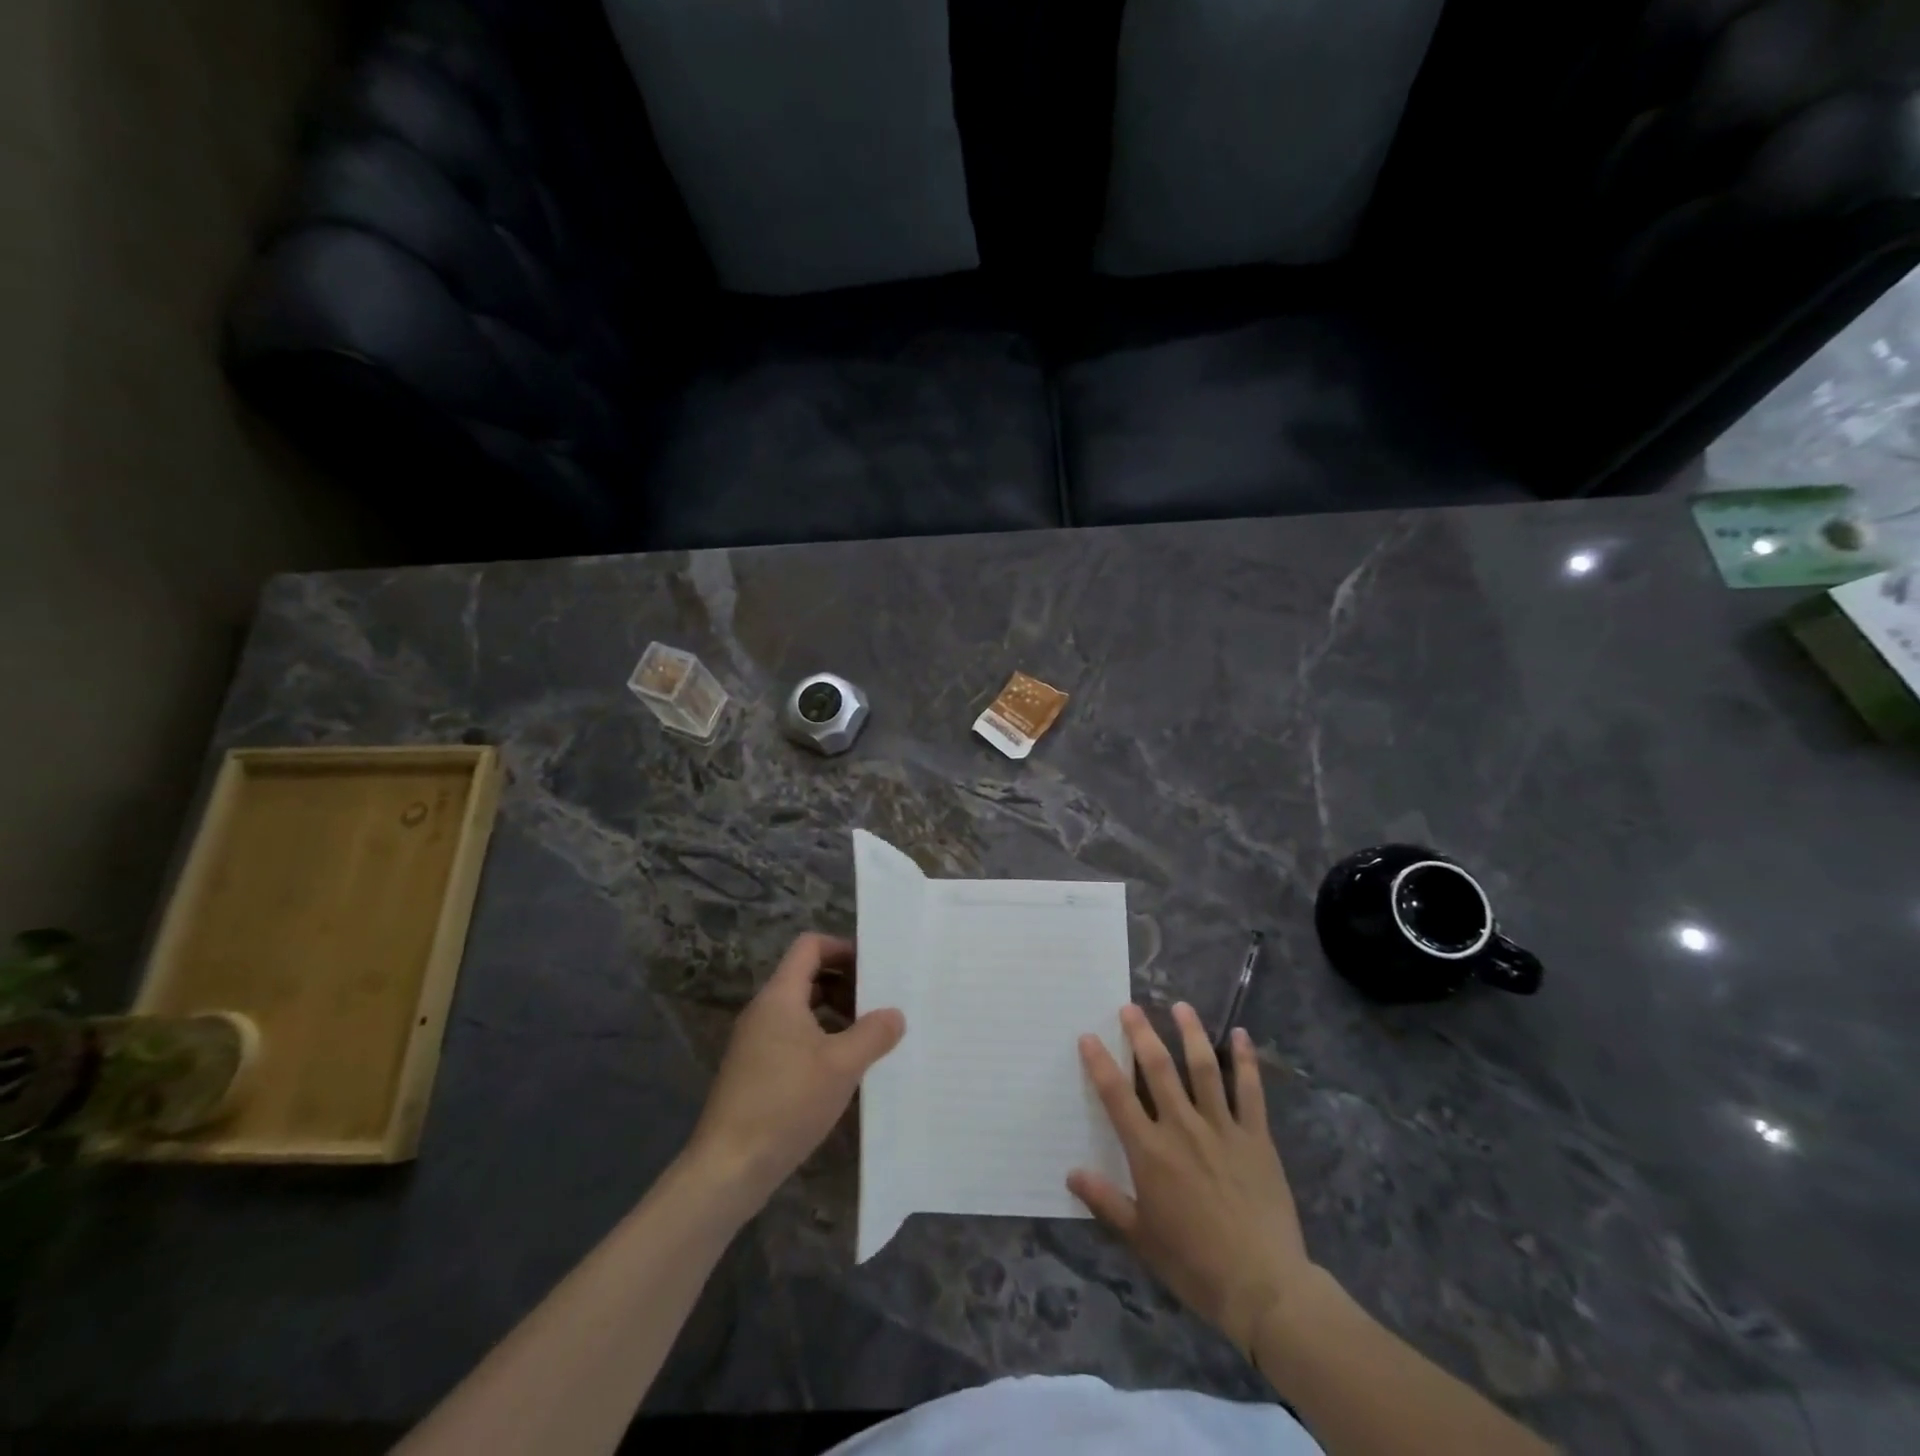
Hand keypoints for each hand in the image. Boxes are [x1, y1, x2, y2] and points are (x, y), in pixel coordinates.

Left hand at [688, 933, 905, 1207]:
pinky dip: (820, 1039)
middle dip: (845, 983)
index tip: (874, 968)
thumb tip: (895, 1014)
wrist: (729, 1168)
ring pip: (801, 1009)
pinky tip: (843, 1069)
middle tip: (879, 1003)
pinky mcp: (754, 1071)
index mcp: (780, 997)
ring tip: (868, 1036)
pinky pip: (792, 1037)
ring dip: (835, 1014)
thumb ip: (873, 1034)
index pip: (810, 946)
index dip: (842, 948)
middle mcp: (764, 1011)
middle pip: (807, 976)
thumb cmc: (786, 1103)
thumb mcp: (842, 1066)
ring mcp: (756, 1042)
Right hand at [1069, 1003, 1312, 1355]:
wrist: (1264, 1287)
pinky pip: (1250, 1091)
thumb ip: (1106, 1201)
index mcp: (1151, 1152)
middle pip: (1158, 1069)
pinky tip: (1242, 1035)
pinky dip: (1245, 1061)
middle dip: (1142, 1033)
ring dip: (1191, 1033)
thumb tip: (1071, 1173)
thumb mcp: (1141, 1238)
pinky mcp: (1256, 1137)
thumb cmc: (1194, 1264)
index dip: (1100, 1063)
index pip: (1117, 1096)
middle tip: (1130, 1006)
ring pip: (1203, 1069)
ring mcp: (1222, 1129)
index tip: (1088, 1036)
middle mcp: (1182, 1129)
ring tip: (1180, 1006)